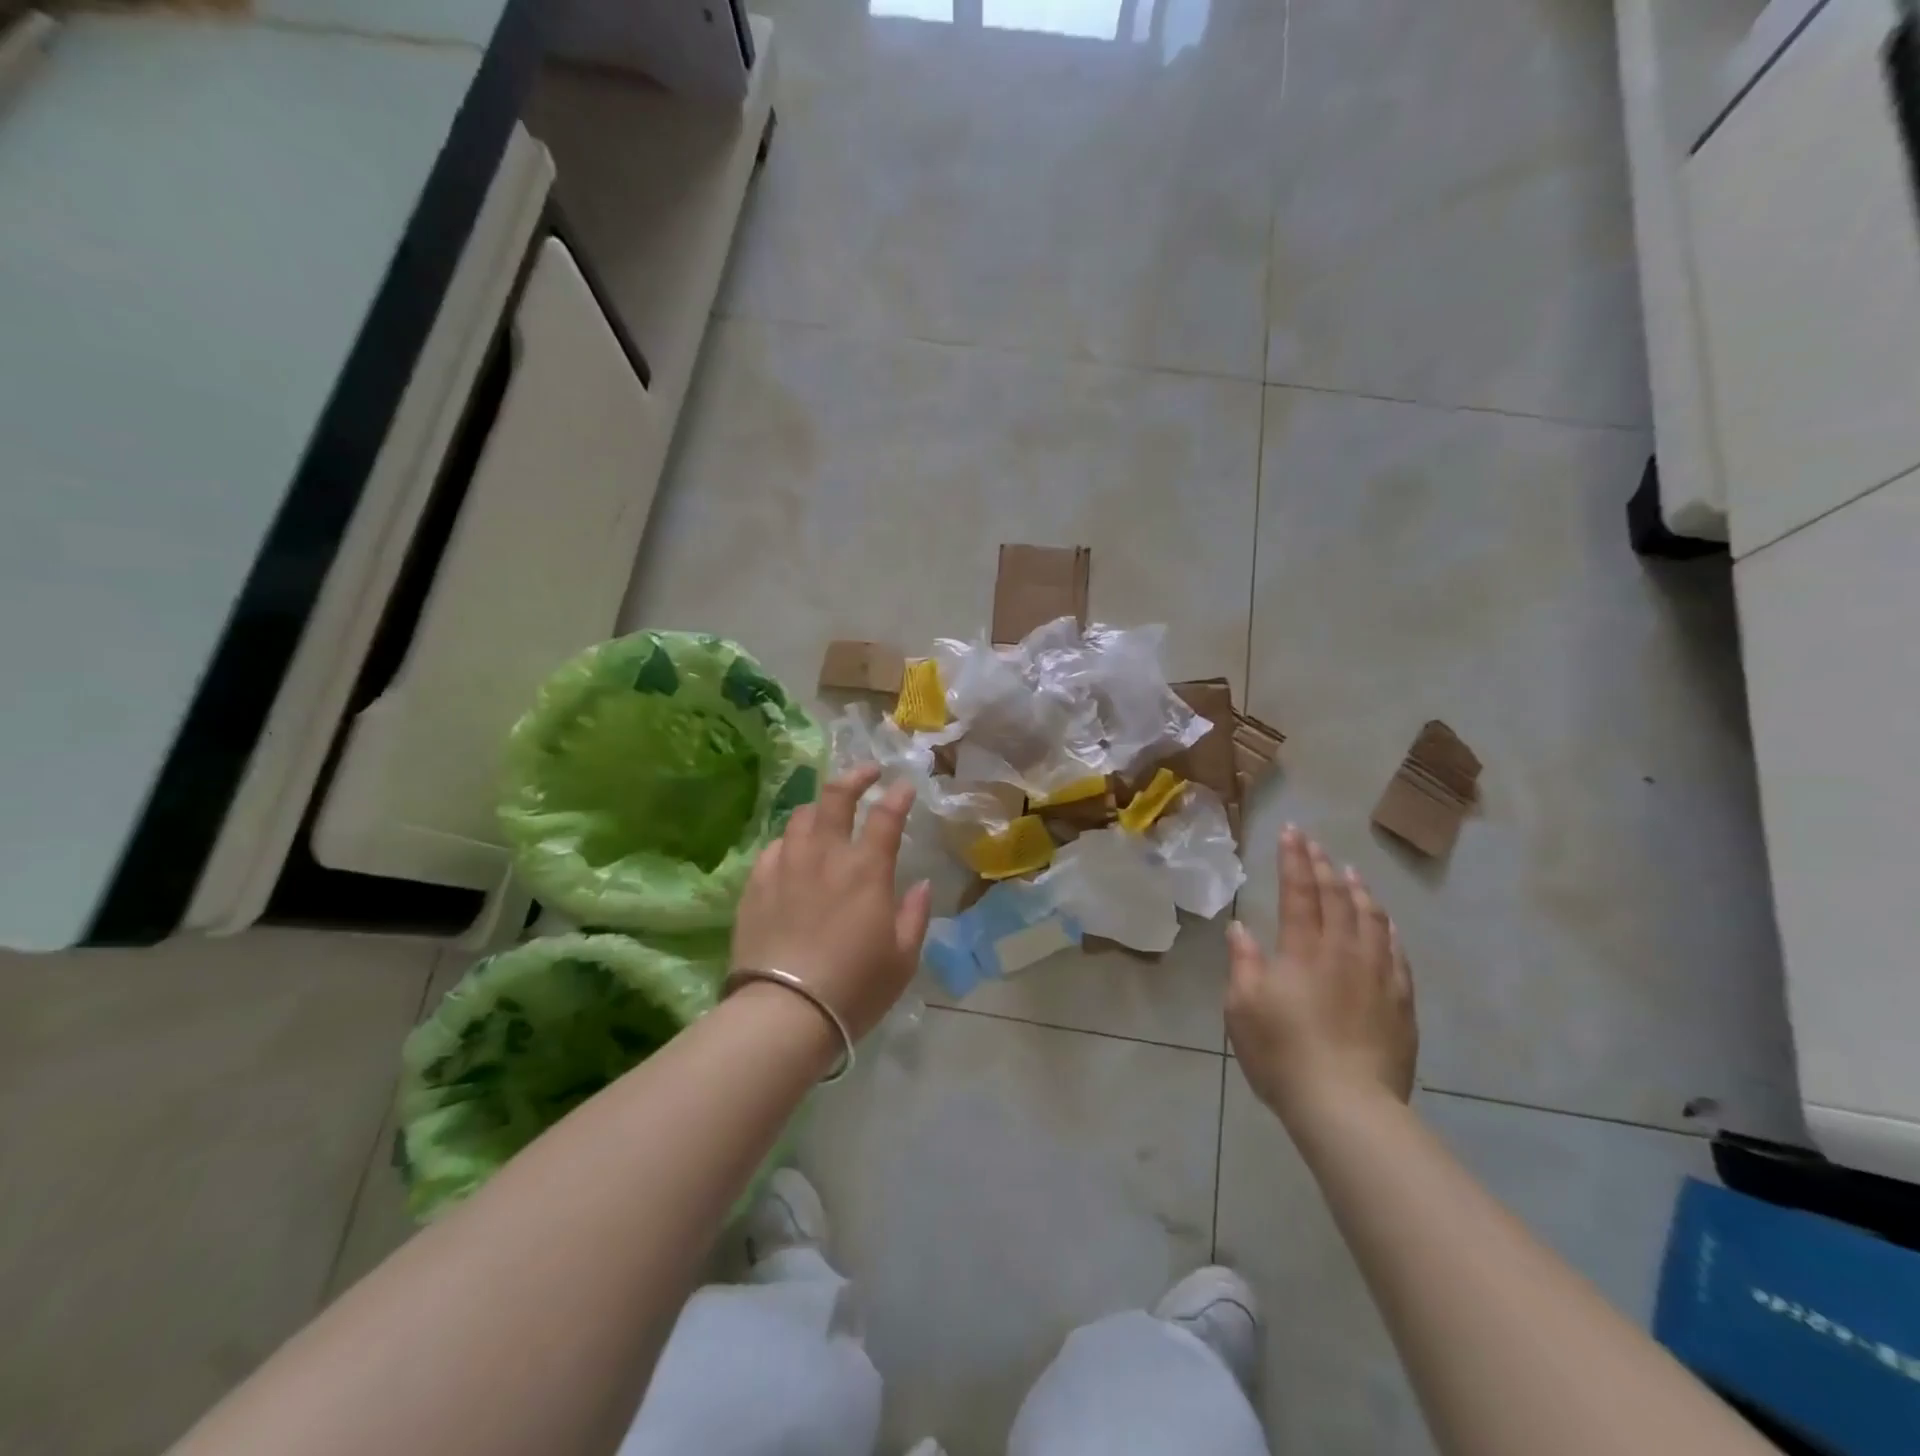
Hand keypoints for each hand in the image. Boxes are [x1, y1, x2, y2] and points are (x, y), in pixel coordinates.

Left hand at [731, 765, 932, 1041]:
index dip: (897, 795)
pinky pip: (774, 847)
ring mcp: (786, 866)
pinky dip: (790, 841)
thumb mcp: (902, 959)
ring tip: (828, 812)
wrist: (784, 1012)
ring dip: (820, 806)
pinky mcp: (756, 885)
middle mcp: (825, 856)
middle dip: (855, 776)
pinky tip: (793, 851)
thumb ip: (915, 915)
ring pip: (801, 817)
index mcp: (866, 870)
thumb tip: (920, 885)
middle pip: (836, 797)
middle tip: (867, 772)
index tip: (904, 786)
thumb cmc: (854, 988)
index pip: (885, 816)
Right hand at [1226, 827, 1415, 1127]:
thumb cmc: (1282, 1054)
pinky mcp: (1400, 1003)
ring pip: (1372, 920)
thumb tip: (1242, 929)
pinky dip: (1388, 929)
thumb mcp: (1242, 1008)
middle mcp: (1343, 953)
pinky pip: (1397, 954)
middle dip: (1322, 865)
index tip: (1291, 832)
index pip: (1299, 892)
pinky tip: (1385, 923)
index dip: (1294, 859)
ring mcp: (1377, 976)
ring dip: (1358, 891)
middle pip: (1336, 898)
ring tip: (1350, 872)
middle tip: (1315, 842)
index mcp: (1302, 951)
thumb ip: (1243, 963)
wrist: (1346, 1106)